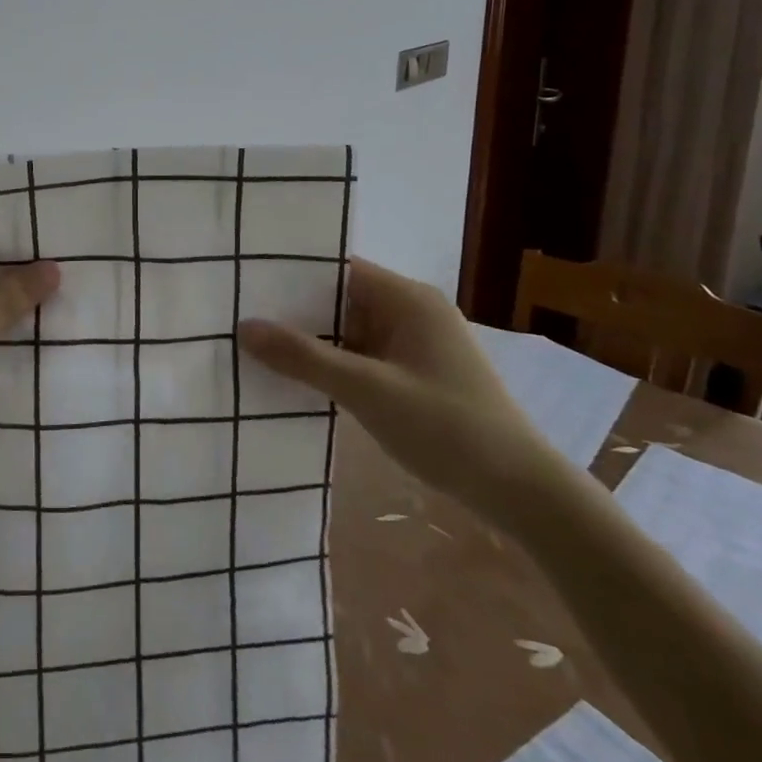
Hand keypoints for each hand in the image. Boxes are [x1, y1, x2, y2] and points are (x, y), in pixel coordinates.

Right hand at [238, 259, 569, 523]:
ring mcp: (416, 345)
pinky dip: (333, 364)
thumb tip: (243, 326)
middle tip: (238, 315)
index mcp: (408, 299)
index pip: (339, 268)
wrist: (523, 492)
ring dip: (312, 341)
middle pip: (341, 299)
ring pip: (350, 331)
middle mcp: (412, 312)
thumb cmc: (447, 428)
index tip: (246, 282)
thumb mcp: (367, 390)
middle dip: (294, 310)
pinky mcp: (416, 375)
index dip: (292, 273)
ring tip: (255, 345)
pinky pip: (363, 357)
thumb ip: (303, 357)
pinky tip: (296, 378)